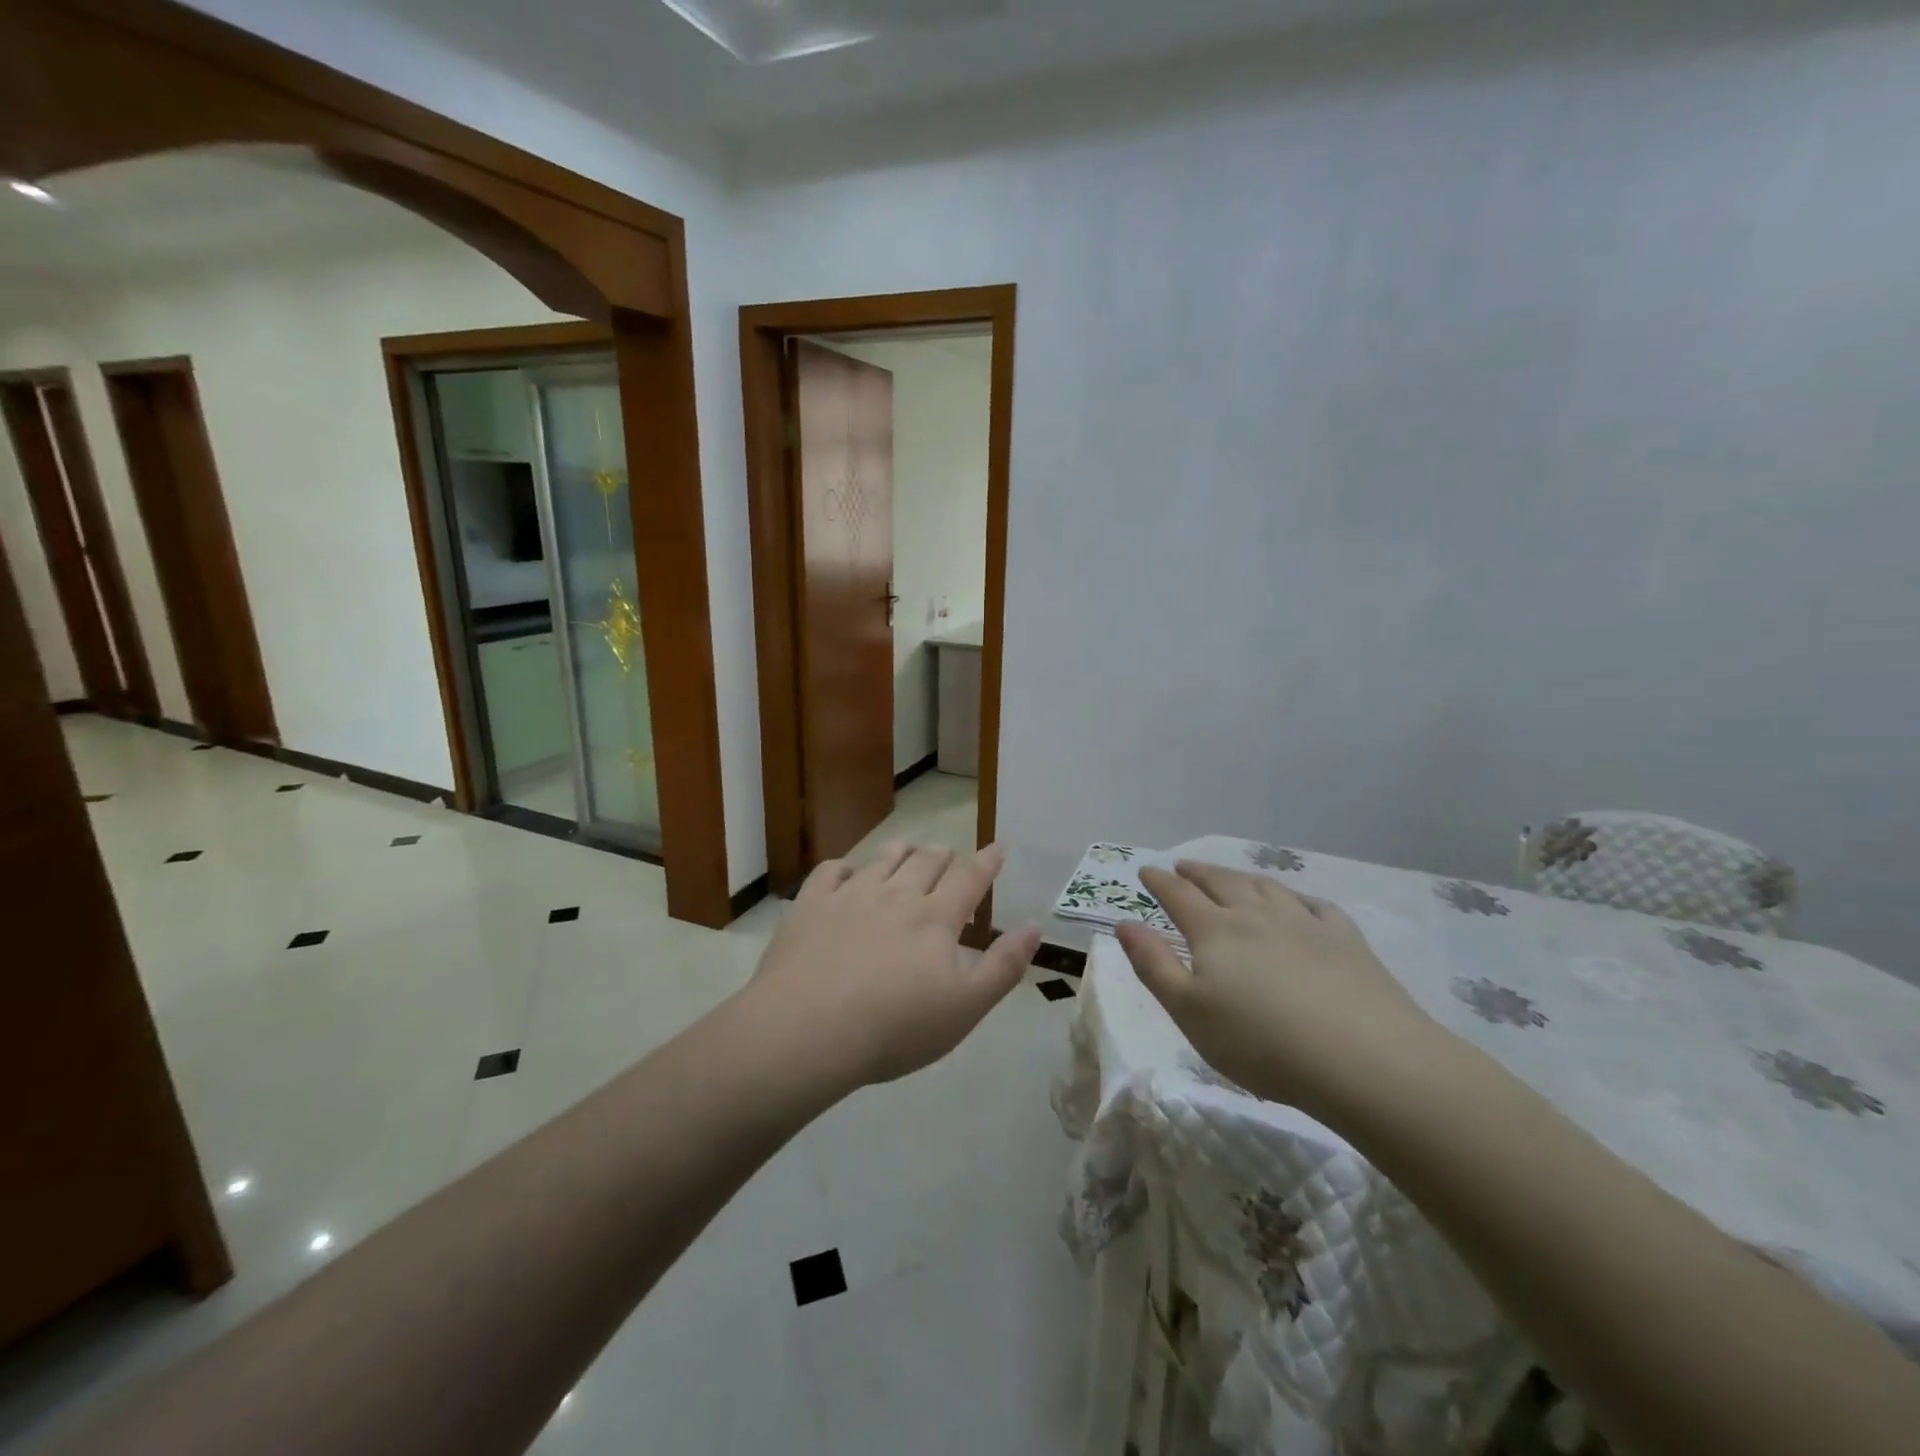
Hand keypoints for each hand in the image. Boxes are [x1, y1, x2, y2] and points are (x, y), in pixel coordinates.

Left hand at [746, 841, 1040, 1091]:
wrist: (808, 1031)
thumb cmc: (895, 1027)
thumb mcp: (965, 1009)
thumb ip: (1003, 966)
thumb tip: (1034, 927)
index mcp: (935, 918)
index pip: (970, 878)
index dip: (987, 861)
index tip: (998, 846)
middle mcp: (896, 895)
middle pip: (926, 861)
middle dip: (943, 855)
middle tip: (949, 856)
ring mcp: (850, 895)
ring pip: (882, 859)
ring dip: (901, 852)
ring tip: (908, 850)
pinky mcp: (810, 905)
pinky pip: (830, 871)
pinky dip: (844, 867)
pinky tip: (845, 874)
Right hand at [1115, 861, 1437, 1115]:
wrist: (1365, 1060)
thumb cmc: (1262, 1044)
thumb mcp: (1190, 1012)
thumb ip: (1154, 965)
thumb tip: (1125, 923)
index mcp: (1215, 931)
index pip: (1178, 895)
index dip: (1159, 881)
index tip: (1146, 870)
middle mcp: (1256, 915)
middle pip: (1221, 882)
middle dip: (1198, 872)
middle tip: (1183, 865)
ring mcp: (1304, 923)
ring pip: (1265, 887)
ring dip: (1241, 877)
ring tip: (1231, 876)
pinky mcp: (1346, 940)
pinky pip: (1314, 905)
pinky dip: (1296, 898)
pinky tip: (1297, 903)